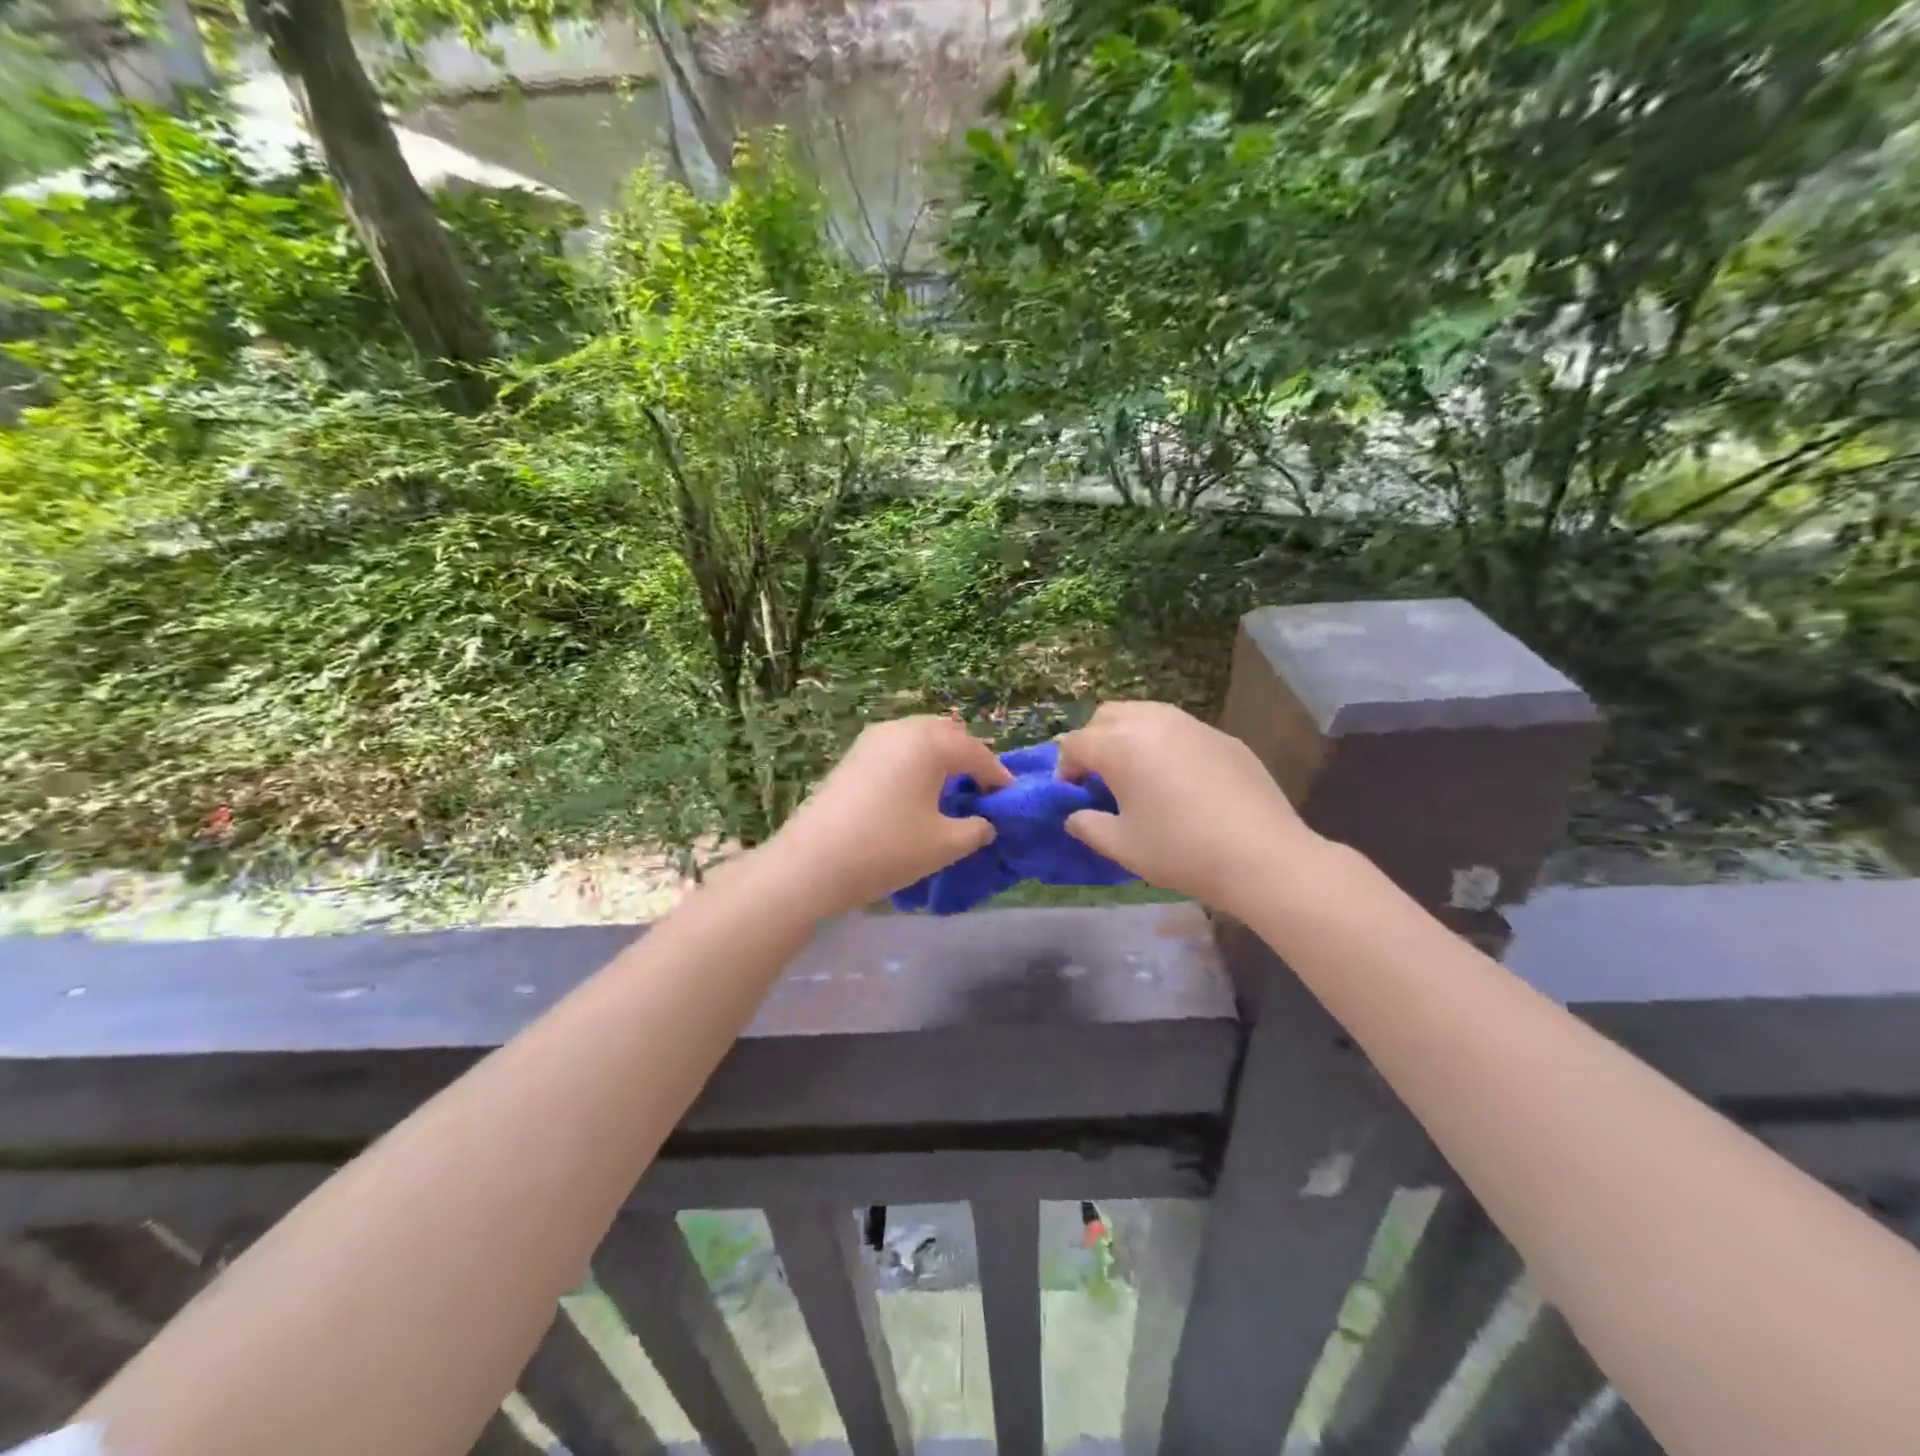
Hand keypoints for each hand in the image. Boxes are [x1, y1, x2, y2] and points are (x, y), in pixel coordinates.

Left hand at [762, 716, 1012, 915]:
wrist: (812, 863)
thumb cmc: (887, 849)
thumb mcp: (944, 845)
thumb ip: (976, 829)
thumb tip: (985, 822)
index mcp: (930, 742)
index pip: (977, 753)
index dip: (998, 776)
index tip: (1010, 798)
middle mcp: (902, 729)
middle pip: (948, 735)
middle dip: (969, 758)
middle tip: (981, 790)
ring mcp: (872, 739)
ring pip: (919, 738)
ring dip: (940, 758)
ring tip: (950, 791)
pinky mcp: (852, 756)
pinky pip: (897, 749)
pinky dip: (915, 763)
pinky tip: (915, 793)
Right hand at [1056, 700, 1317, 914]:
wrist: (1262, 855)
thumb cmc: (1180, 850)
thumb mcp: (1122, 846)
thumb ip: (1088, 826)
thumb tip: (1074, 816)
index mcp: (1119, 745)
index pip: (1075, 743)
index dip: (1065, 768)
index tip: (1071, 794)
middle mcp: (1152, 722)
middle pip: (1107, 716)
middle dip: (1094, 740)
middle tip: (1099, 777)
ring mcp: (1191, 724)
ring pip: (1145, 714)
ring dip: (1129, 736)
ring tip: (1136, 773)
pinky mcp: (1222, 736)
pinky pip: (1180, 729)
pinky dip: (1165, 744)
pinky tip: (1179, 781)